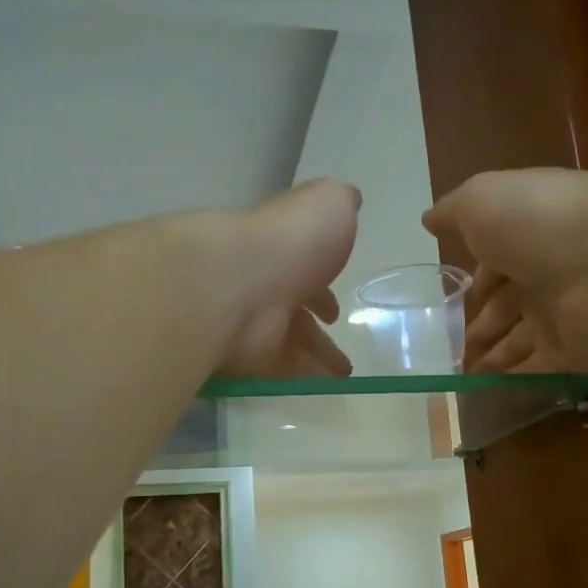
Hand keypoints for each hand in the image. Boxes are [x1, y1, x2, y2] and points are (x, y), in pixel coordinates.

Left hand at [217, 179, 360, 377]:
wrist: (237, 281)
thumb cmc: (291, 241)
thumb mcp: (328, 204)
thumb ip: (339, 202)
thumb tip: (350, 200)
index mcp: (283, 249)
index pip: (303, 270)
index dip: (323, 288)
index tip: (335, 312)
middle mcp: (264, 283)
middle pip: (295, 312)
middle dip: (318, 332)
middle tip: (342, 355)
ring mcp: (252, 321)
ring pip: (290, 344)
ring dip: (317, 359)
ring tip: (342, 377)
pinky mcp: (246, 355)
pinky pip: (279, 370)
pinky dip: (303, 378)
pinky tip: (324, 388)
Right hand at [424, 169, 587, 373]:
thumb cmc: (539, 221)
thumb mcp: (481, 200)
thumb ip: (453, 212)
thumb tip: (429, 220)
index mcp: (526, 237)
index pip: (496, 263)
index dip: (474, 280)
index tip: (449, 301)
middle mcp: (545, 275)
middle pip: (506, 306)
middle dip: (479, 325)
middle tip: (449, 348)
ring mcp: (562, 316)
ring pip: (519, 341)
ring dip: (492, 356)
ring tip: (460, 375)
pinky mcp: (575, 353)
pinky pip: (538, 370)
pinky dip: (513, 380)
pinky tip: (485, 391)